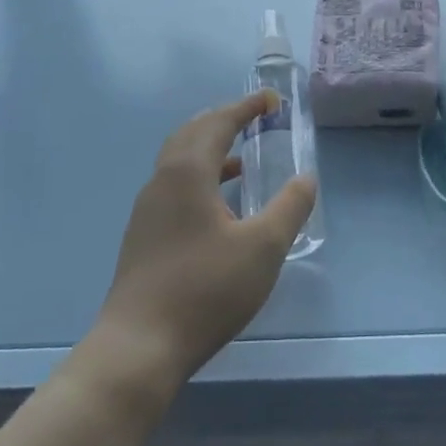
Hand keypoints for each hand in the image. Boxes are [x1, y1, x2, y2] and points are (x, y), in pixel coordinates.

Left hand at [85, 91, 316, 407]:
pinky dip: (200, 176)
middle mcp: (162, 181)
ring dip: (209, 148)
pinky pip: (174, 185)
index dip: (246, 107)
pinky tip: (220, 204)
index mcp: (187, 172)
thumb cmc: (206, 289)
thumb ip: (289, 207)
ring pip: (179, 161)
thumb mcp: (263, 248)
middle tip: (253, 118)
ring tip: (241, 156)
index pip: (218, 123)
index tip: (272, 100)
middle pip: (191, 134)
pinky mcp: (144, 235)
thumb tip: (305, 177)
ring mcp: (148, 209)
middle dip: (223, 120)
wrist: (139, 345)